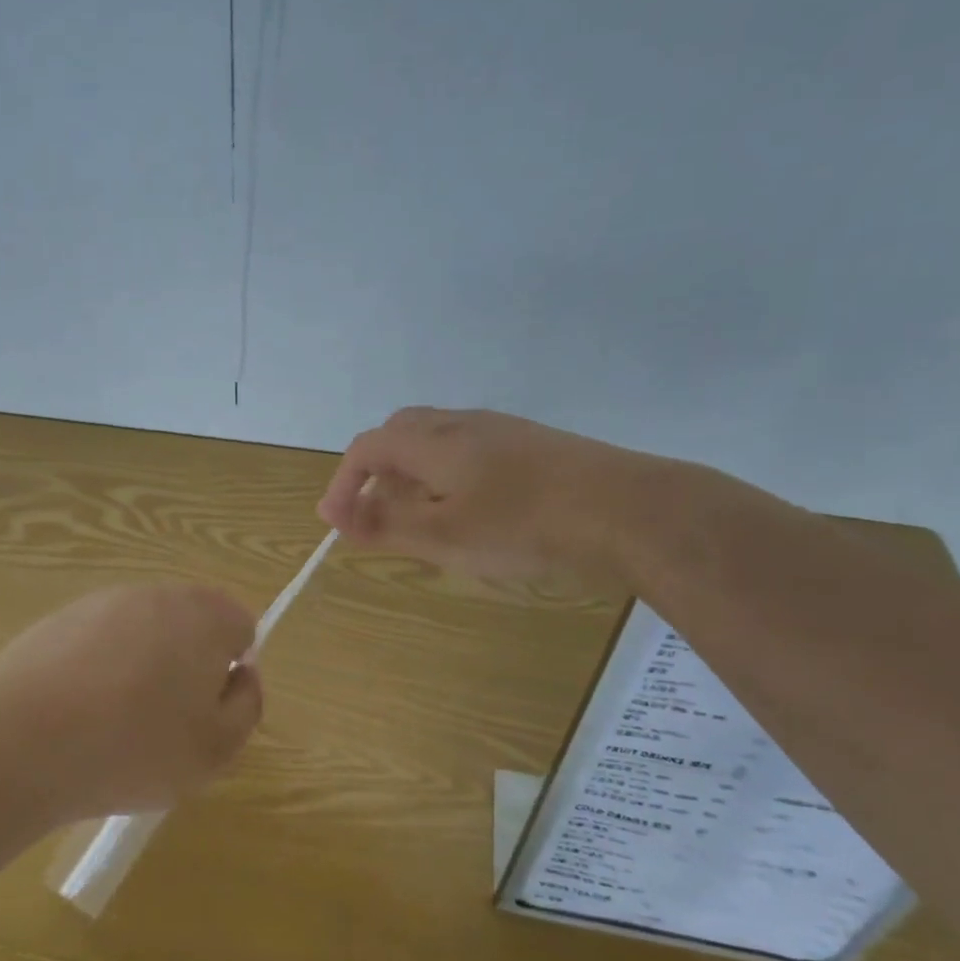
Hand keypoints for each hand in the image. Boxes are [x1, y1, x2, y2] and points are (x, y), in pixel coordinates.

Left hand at [0, 583, 262, 825]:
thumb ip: (247, 706)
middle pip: (192, 623)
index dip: (232, 670)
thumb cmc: (134, 749)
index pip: (242, 625)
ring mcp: (103, 602)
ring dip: (143, 665)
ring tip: (116, 722)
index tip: (206, 710)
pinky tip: (78, 712)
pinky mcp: (58, 619)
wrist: (19, 744)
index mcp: (205, 617)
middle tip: (166, 721)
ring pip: (144, 631)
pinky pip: (99, 640)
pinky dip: (100, 668)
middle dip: (188, 664)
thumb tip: (241, 675)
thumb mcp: (216, 749)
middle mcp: (157, 595)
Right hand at [317, 407, 655, 582]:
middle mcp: (463, 424)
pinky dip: (450, 479)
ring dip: (415, 477)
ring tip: (425, 522)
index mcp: (433, 441)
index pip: (367, 447)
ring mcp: (502, 431)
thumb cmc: (523, 525)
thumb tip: (332, 516)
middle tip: (380, 517)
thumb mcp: (443, 535)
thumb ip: (385, 525)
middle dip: (378, 474)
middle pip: (401, 435)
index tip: (339, 525)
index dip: (343, 484)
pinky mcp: (533, 446)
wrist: (627, 511)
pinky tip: (474, 513)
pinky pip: (471, 453)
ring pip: (438, 443)